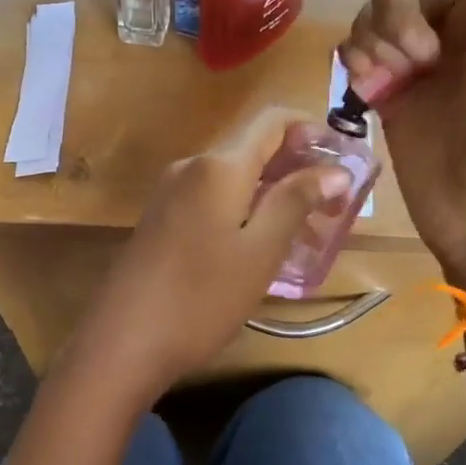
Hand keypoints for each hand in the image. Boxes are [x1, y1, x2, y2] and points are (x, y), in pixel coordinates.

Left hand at [63, 107, 352, 402]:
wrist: (121, 344)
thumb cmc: (200, 298)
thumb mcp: (260, 252)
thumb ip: (296, 202)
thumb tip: (335, 169)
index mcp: (218, 166)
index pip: (273, 120)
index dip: (312, 130)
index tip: (344, 161)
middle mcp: (190, 168)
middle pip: (252, 149)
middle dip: (297, 169)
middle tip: (334, 209)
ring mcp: (169, 195)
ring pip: (232, 179)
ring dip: (272, 195)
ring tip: (306, 234)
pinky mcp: (159, 223)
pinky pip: (210, 201)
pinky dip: (243, 211)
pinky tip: (260, 247)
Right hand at [339, 0, 465, 292]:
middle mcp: (456, 22)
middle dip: (398, 2)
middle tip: (416, 53)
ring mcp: (417, 61)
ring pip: (373, 12)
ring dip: (375, 35)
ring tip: (393, 79)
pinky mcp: (387, 94)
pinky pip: (356, 53)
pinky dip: (356, 61)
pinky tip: (369, 89)